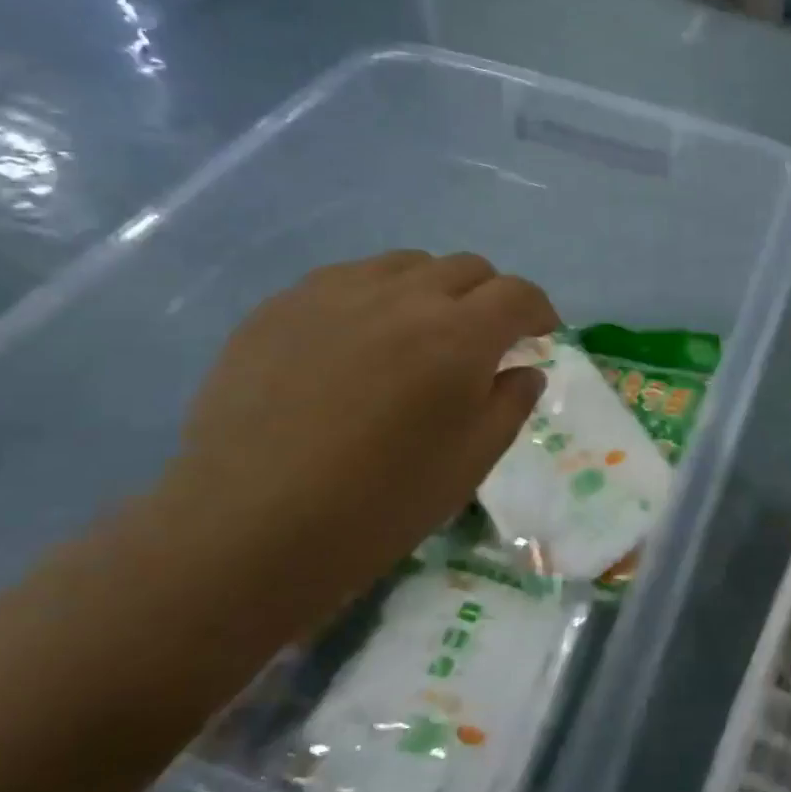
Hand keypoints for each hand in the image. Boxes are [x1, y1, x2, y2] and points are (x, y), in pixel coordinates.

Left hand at [155, 251, 557, 639]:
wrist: (251, 526)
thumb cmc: (381, 502)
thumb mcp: (472, 461)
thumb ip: (510, 403)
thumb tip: (523, 370)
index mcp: (459, 335)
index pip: (518, 294)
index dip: (539, 311)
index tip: (539, 336)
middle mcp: (402, 296)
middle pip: (467, 268)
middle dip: (489, 298)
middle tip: (483, 341)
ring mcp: (335, 293)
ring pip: (406, 265)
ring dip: (432, 291)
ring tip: (419, 336)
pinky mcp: (282, 305)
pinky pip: (348, 280)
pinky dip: (375, 298)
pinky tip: (358, 344)